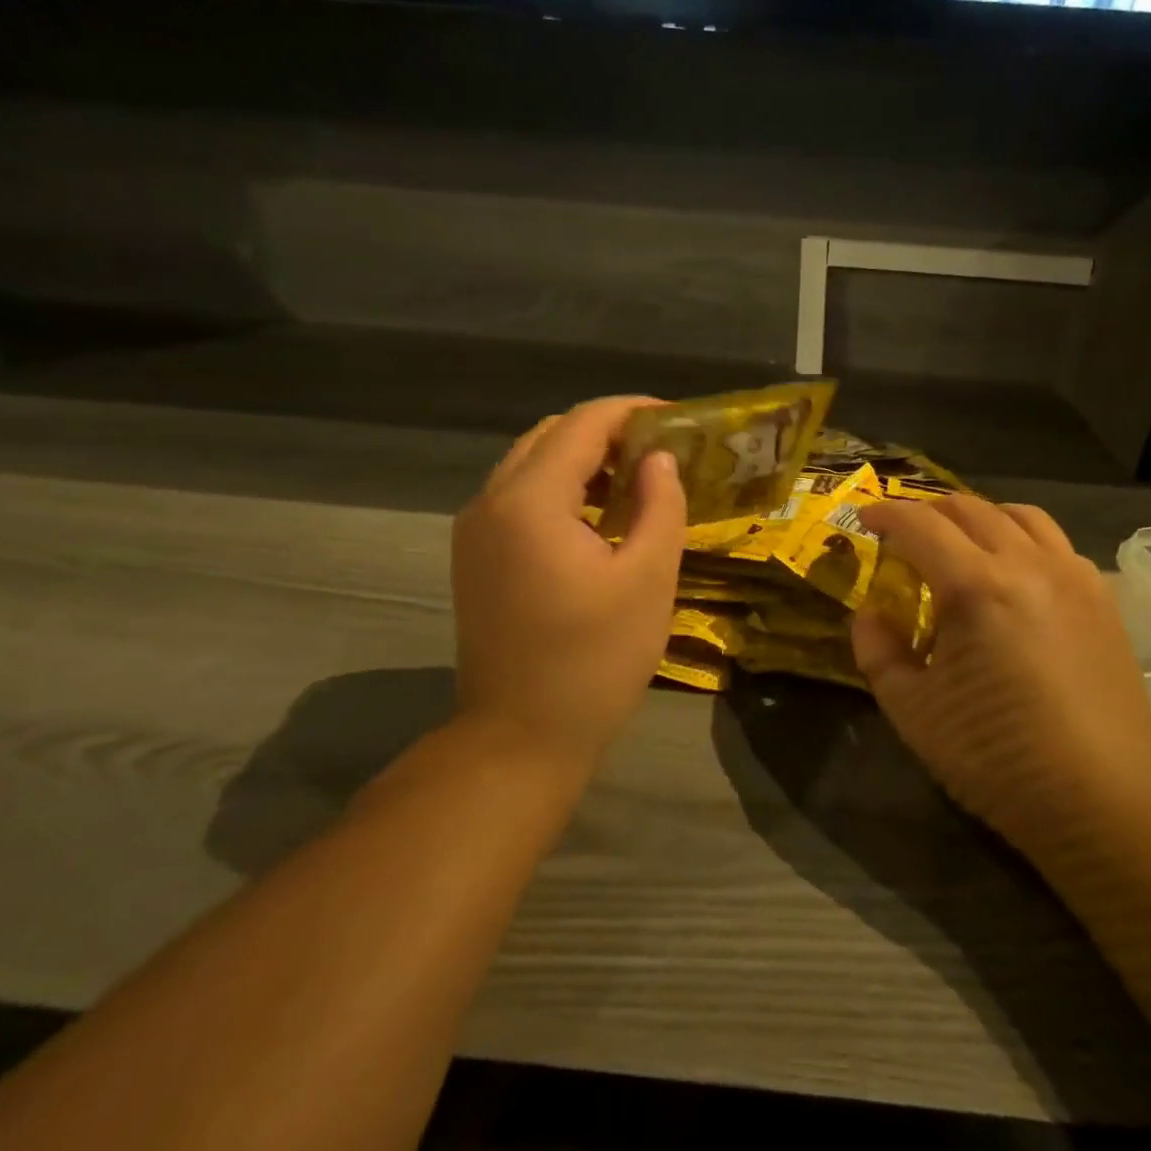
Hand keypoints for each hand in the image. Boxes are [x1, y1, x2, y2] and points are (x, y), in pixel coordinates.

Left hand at [452, 397, 686, 773]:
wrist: (519, 739)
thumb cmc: (594, 661)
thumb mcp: (648, 579)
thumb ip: (660, 504)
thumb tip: (659, 457)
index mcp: (530, 501)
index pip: (582, 424)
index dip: (632, 411)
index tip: (676, 416)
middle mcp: (491, 501)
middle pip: (551, 435)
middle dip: (607, 431)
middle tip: (659, 448)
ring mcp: (475, 529)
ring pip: (531, 463)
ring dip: (582, 458)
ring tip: (636, 476)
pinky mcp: (474, 555)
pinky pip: (519, 495)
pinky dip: (560, 487)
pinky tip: (598, 513)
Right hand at [852, 496, 1150, 848]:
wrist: (1103, 798)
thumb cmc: (996, 754)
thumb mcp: (912, 708)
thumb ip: (877, 649)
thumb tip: (872, 613)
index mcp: (977, 586)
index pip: (920, 524)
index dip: (885, 514)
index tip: (864, 519)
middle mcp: (1028, 564)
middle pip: (969, 509)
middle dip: (927, 511)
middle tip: (904, 534)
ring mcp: (1073, 576)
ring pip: (1020, 515)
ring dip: (978, 517)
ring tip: (959, 543)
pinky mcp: (1101, 597)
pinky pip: (1055, 543)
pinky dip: (1021, 540)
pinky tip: (1012, 575)